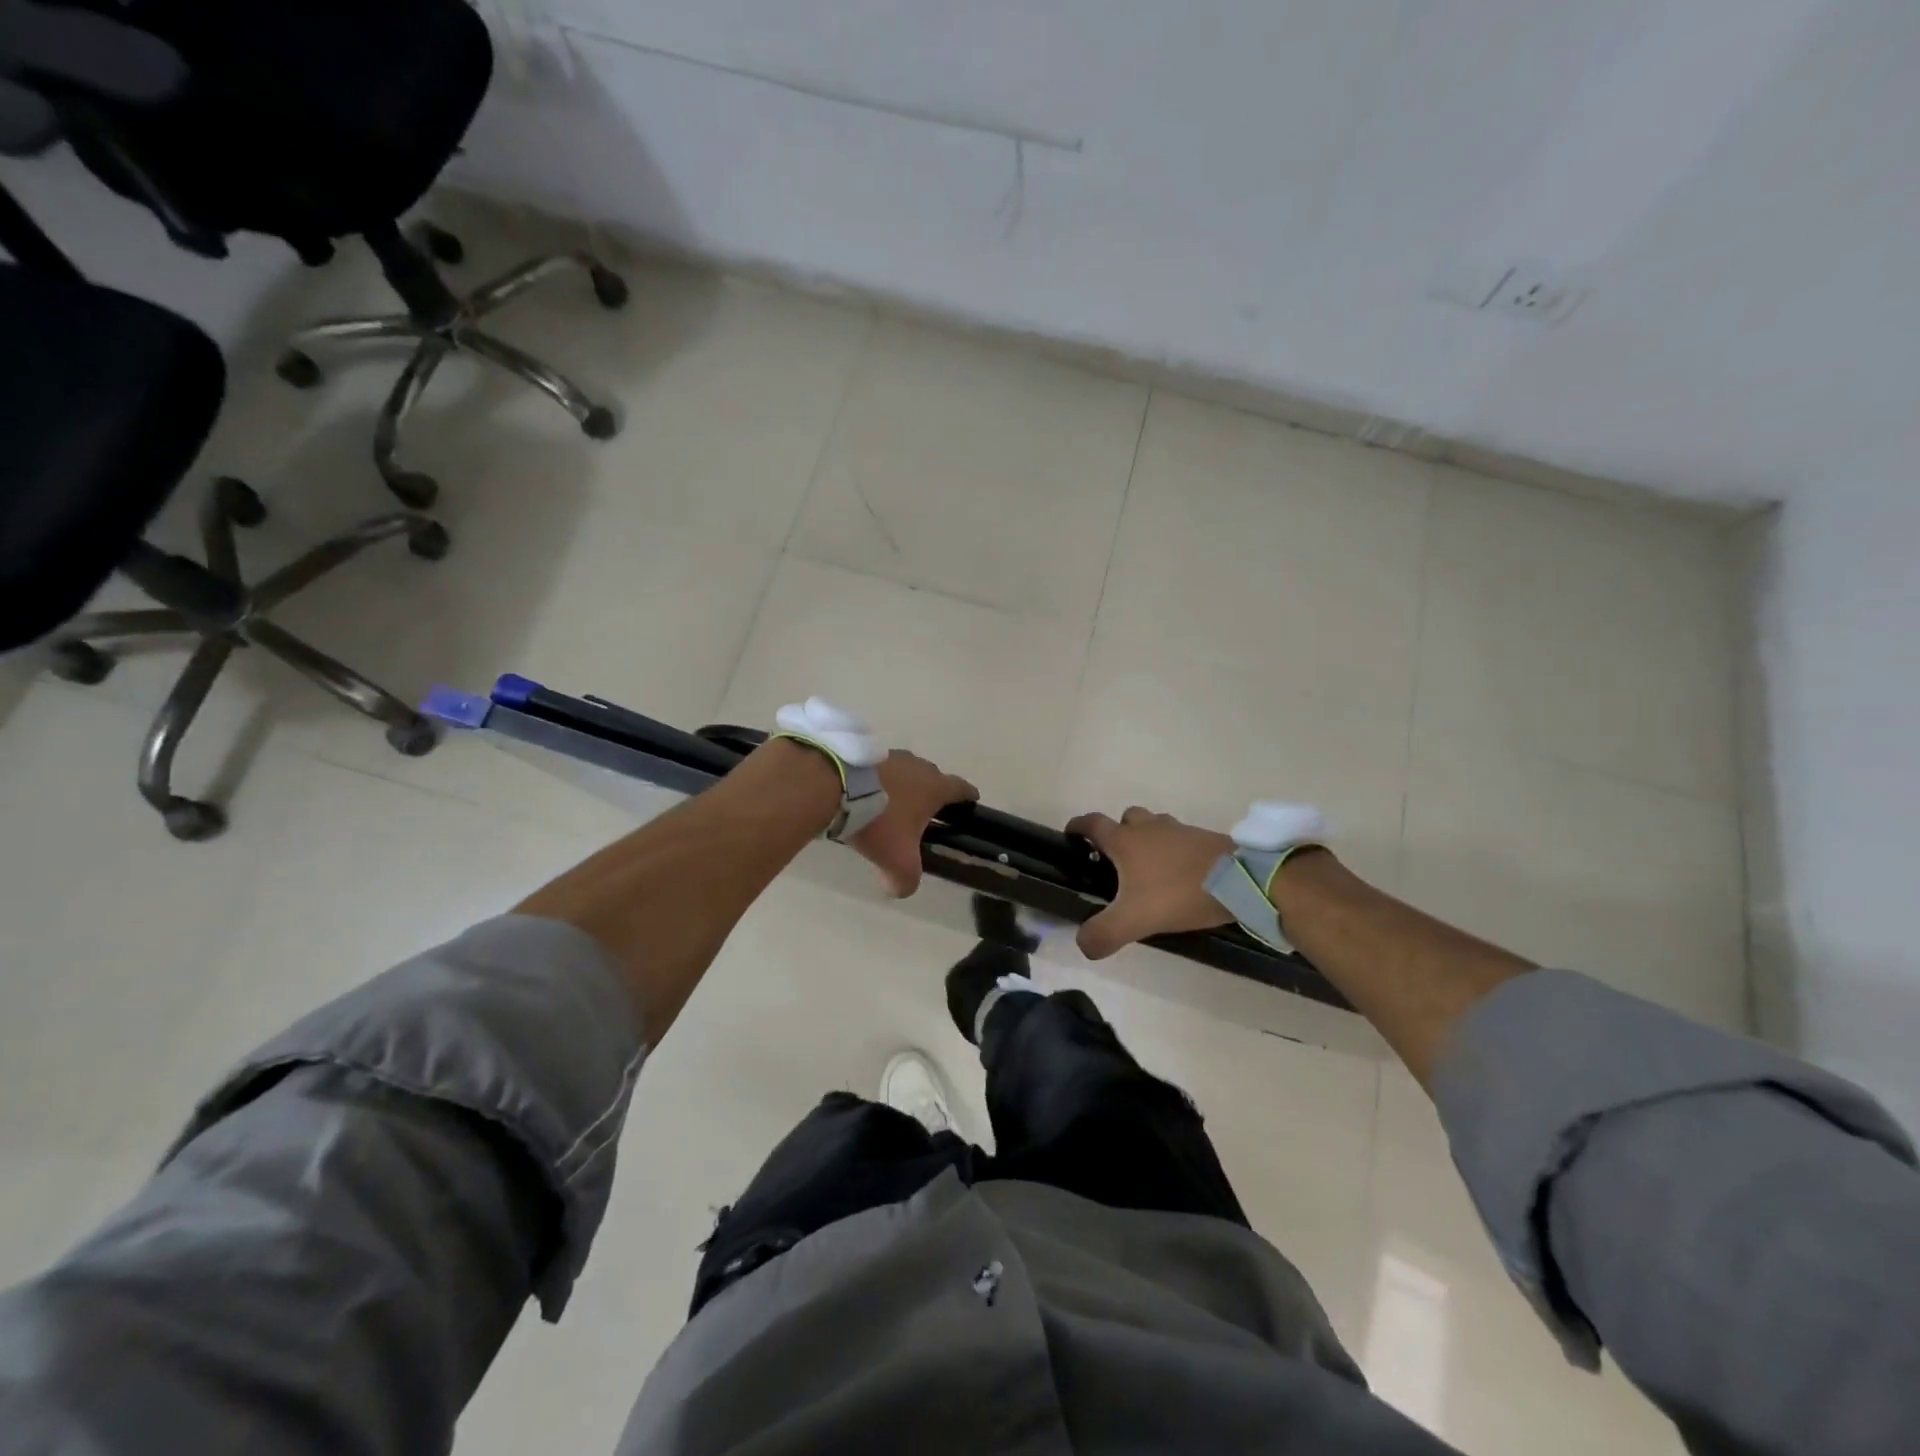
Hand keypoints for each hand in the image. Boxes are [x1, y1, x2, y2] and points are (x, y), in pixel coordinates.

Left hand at [850, 751, 977, 897]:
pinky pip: (879, 769)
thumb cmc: (878, 821)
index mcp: (934, 787)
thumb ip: (905, 881)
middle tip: (926, 812)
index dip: (968, 796)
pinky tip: (867, 795)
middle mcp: (917, 766)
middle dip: (932, 792)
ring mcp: (890, 755)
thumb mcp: (897, 862)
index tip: (971, 802)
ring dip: (903, 786)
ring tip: (893, 805)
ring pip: (905, 771)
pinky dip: (879, 781)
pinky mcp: (864, 752)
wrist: (833, 786)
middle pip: (933, 777)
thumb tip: (899, 889)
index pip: (961, 788)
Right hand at [1064, 807, 1235, 958]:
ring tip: (1148, 869)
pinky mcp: (1204, 839)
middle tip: (1115, 860)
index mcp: (1125, 841)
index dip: (1078, 827)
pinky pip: (1179, 838)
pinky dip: (1173, 850)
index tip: (1070, 834)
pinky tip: (1179, 875)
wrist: (1240, 880)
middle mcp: (1149, 828)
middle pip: (1126, 818)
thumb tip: (1082, 944)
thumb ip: (1103, 933)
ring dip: (1147, 839)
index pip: (1093, 823)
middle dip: (1117, 832)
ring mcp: (1179, 831)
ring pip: (1155, 825)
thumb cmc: (1178, 893)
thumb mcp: (1134, 920)